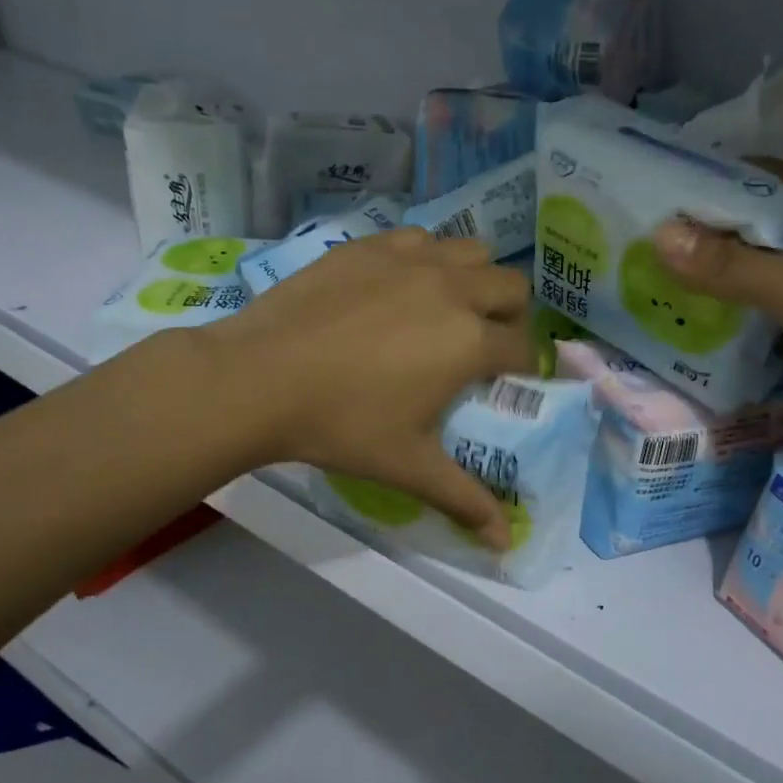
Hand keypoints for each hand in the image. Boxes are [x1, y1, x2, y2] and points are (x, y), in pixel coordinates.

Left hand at [200, 229, 535, 546]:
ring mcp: (410, 259)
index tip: (504, 383)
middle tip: (480, 344)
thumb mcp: (409, 466)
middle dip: (510, 316)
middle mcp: (452, 289)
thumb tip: (506, 543)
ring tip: (446, 308)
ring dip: (474, 278)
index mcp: (469, 342)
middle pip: (512, 287)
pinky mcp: (370, 245)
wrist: (259, 379)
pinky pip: (420, 238)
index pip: (523, 348)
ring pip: (471, 251)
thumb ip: (464, 499)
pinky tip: (400, 285)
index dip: (522, 368)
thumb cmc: (342, 425)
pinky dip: (426, 258)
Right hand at [652, 178, 782, 486]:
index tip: (653, 196)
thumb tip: (658, 236)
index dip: (712, 185)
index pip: (765, 184)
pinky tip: (687, 333)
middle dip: (701, 241)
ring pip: (756, 283)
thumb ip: (732, 267)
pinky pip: (763, 325)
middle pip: (755, 236)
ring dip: (711, 287)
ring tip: (647, 287)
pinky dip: (729, 326)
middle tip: (636, 248)